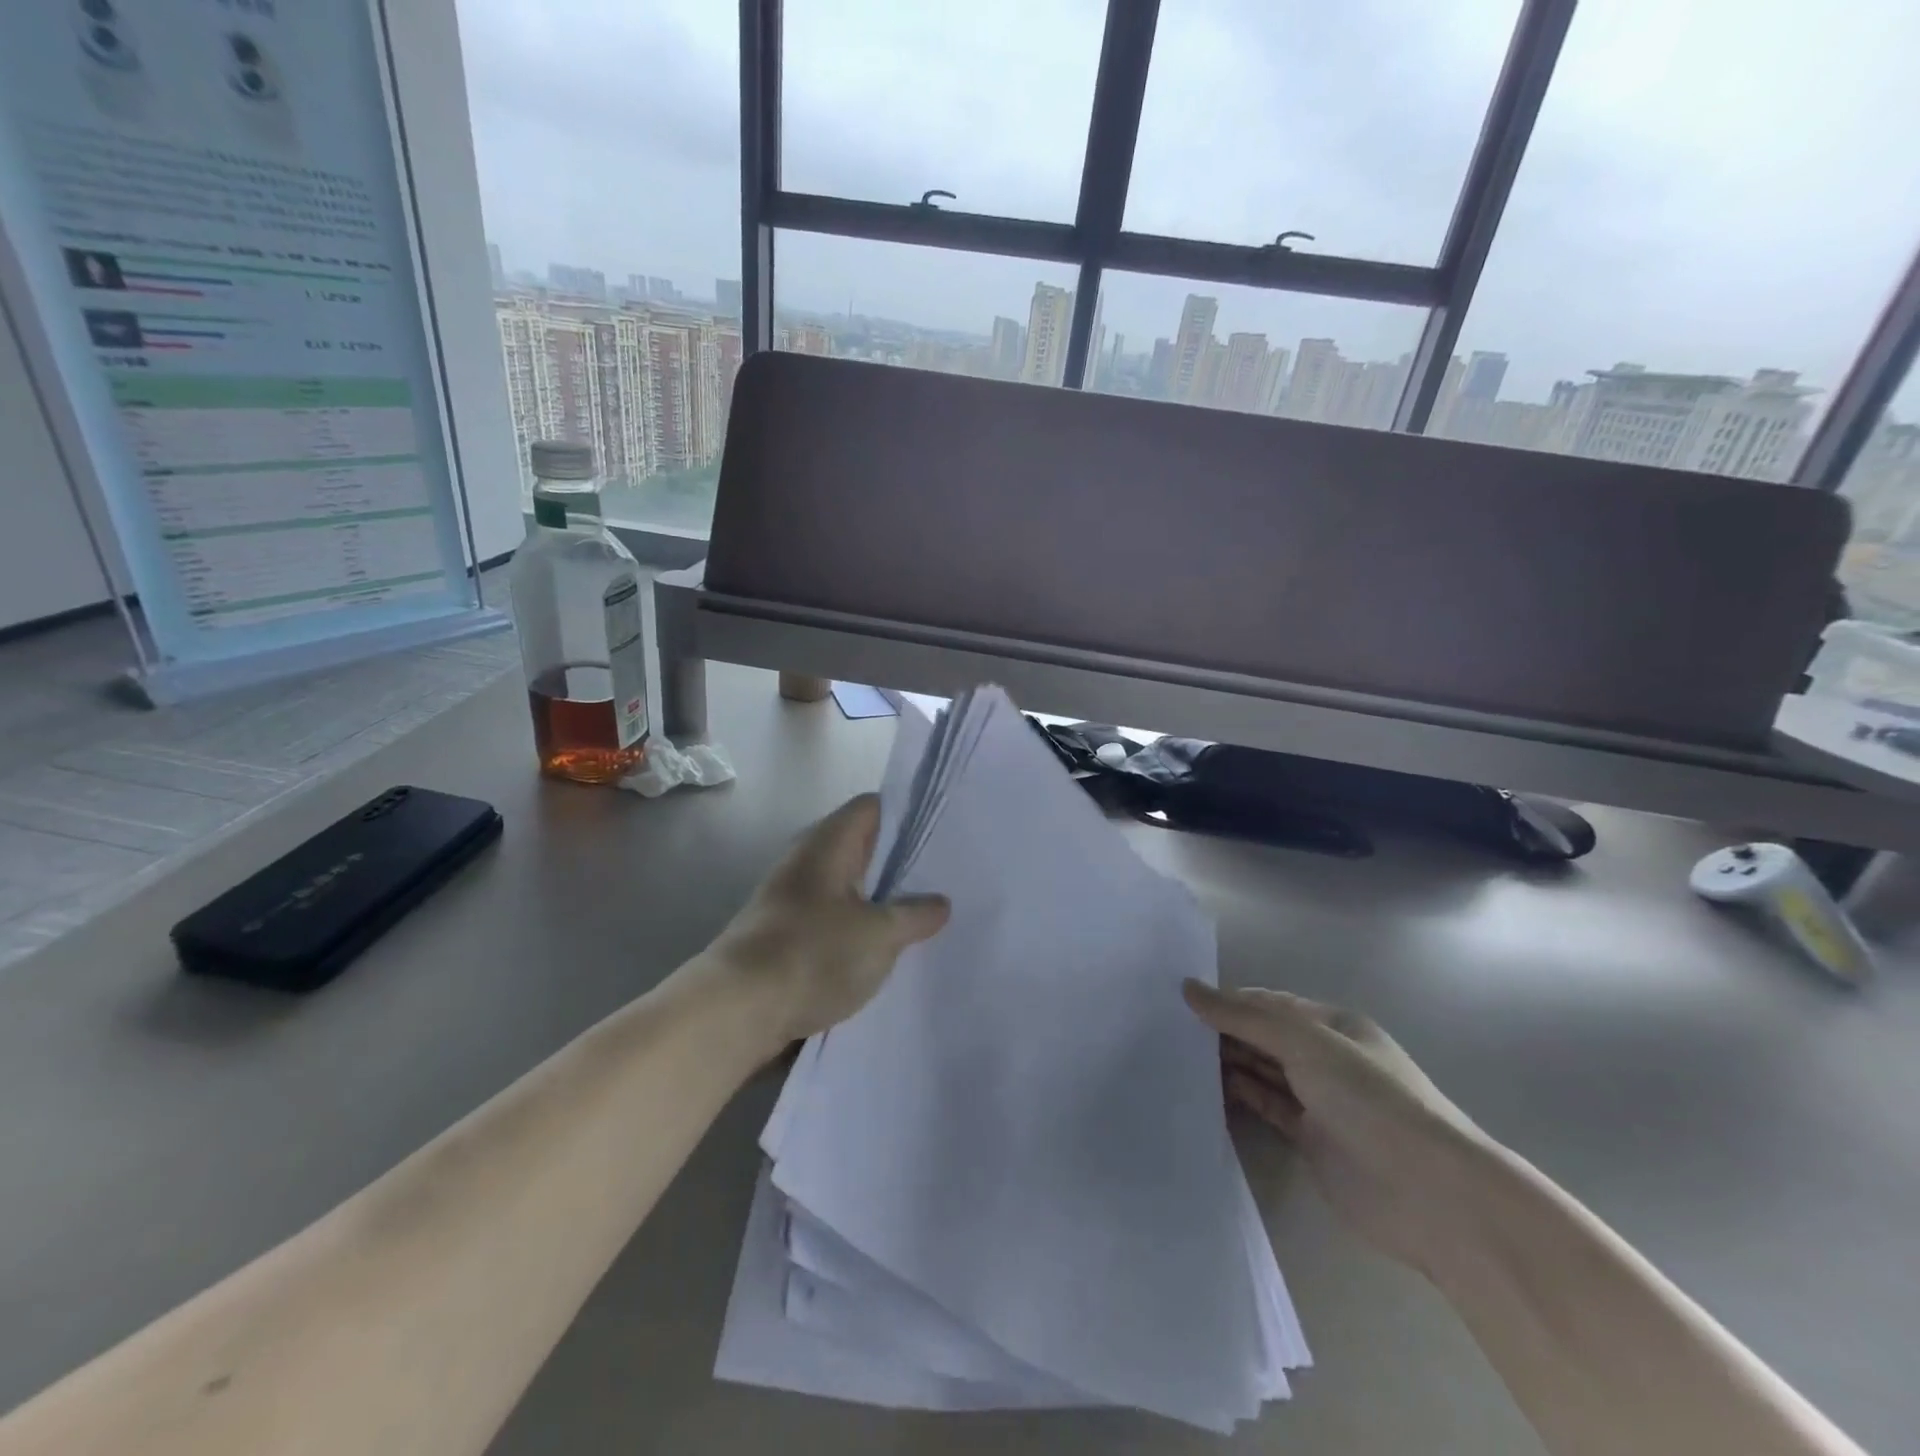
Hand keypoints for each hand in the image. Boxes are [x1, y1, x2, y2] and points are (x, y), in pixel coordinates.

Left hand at [711, 794, 950, 1047]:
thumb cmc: (812, 954)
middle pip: (861, 848)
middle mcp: (807, 861)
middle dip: (899, 864)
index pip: (873, 807)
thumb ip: (915, 915)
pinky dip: (857, 929)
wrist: (735, 1011)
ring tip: (921, 918)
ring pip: (848, 887)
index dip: (907, 815)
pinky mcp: (785, 934)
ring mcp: (792, 898)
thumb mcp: (879, 935)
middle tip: (942, 881)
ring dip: (879, 901)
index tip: (940, 837)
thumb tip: (940, 903)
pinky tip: (883, 951)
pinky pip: (832, 919)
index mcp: (828, 843)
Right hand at [1183, 980, 1495, 1275]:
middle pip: (1264, 1036)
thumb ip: (1245, 1017)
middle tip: (1166, 1029)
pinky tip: (1203, 1089)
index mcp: (1333, 1025)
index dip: (1227, 1000)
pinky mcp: (1310, 1140)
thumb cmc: (1371, 1100)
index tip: (1178, 1001)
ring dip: (1226, 1063)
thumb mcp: (1306, 1043)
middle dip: (1222, 1031)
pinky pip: (1265, 1107)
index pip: (1269, 1004)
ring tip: (1175, 1056)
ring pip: (1262, 1071)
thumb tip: (1188, 988)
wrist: (1431, 1195)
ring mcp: (1319, 1100)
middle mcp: (1325, 1057)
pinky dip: (1238, 1097)